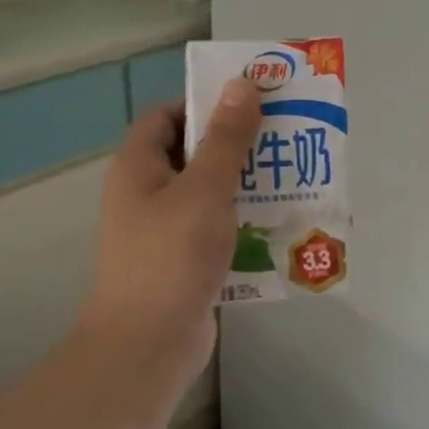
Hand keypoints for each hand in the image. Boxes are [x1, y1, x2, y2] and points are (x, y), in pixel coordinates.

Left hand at [78, 79, 262, 387]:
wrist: (147, 344)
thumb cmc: (171, 256)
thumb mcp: (205, 189)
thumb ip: (226, 138)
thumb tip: (240, 85)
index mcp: (139, 166)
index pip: (166, 116)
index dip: (203, 104)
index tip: (248, 105)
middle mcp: (145, 194)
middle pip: (191, 154)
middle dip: (235, 146)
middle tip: (282, 140)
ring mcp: (161, 232)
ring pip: (206, 195)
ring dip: (243, 187)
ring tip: (290, 179)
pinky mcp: (180, 263)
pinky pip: (213, 231)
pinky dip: (240, 225)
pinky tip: (277, 227)